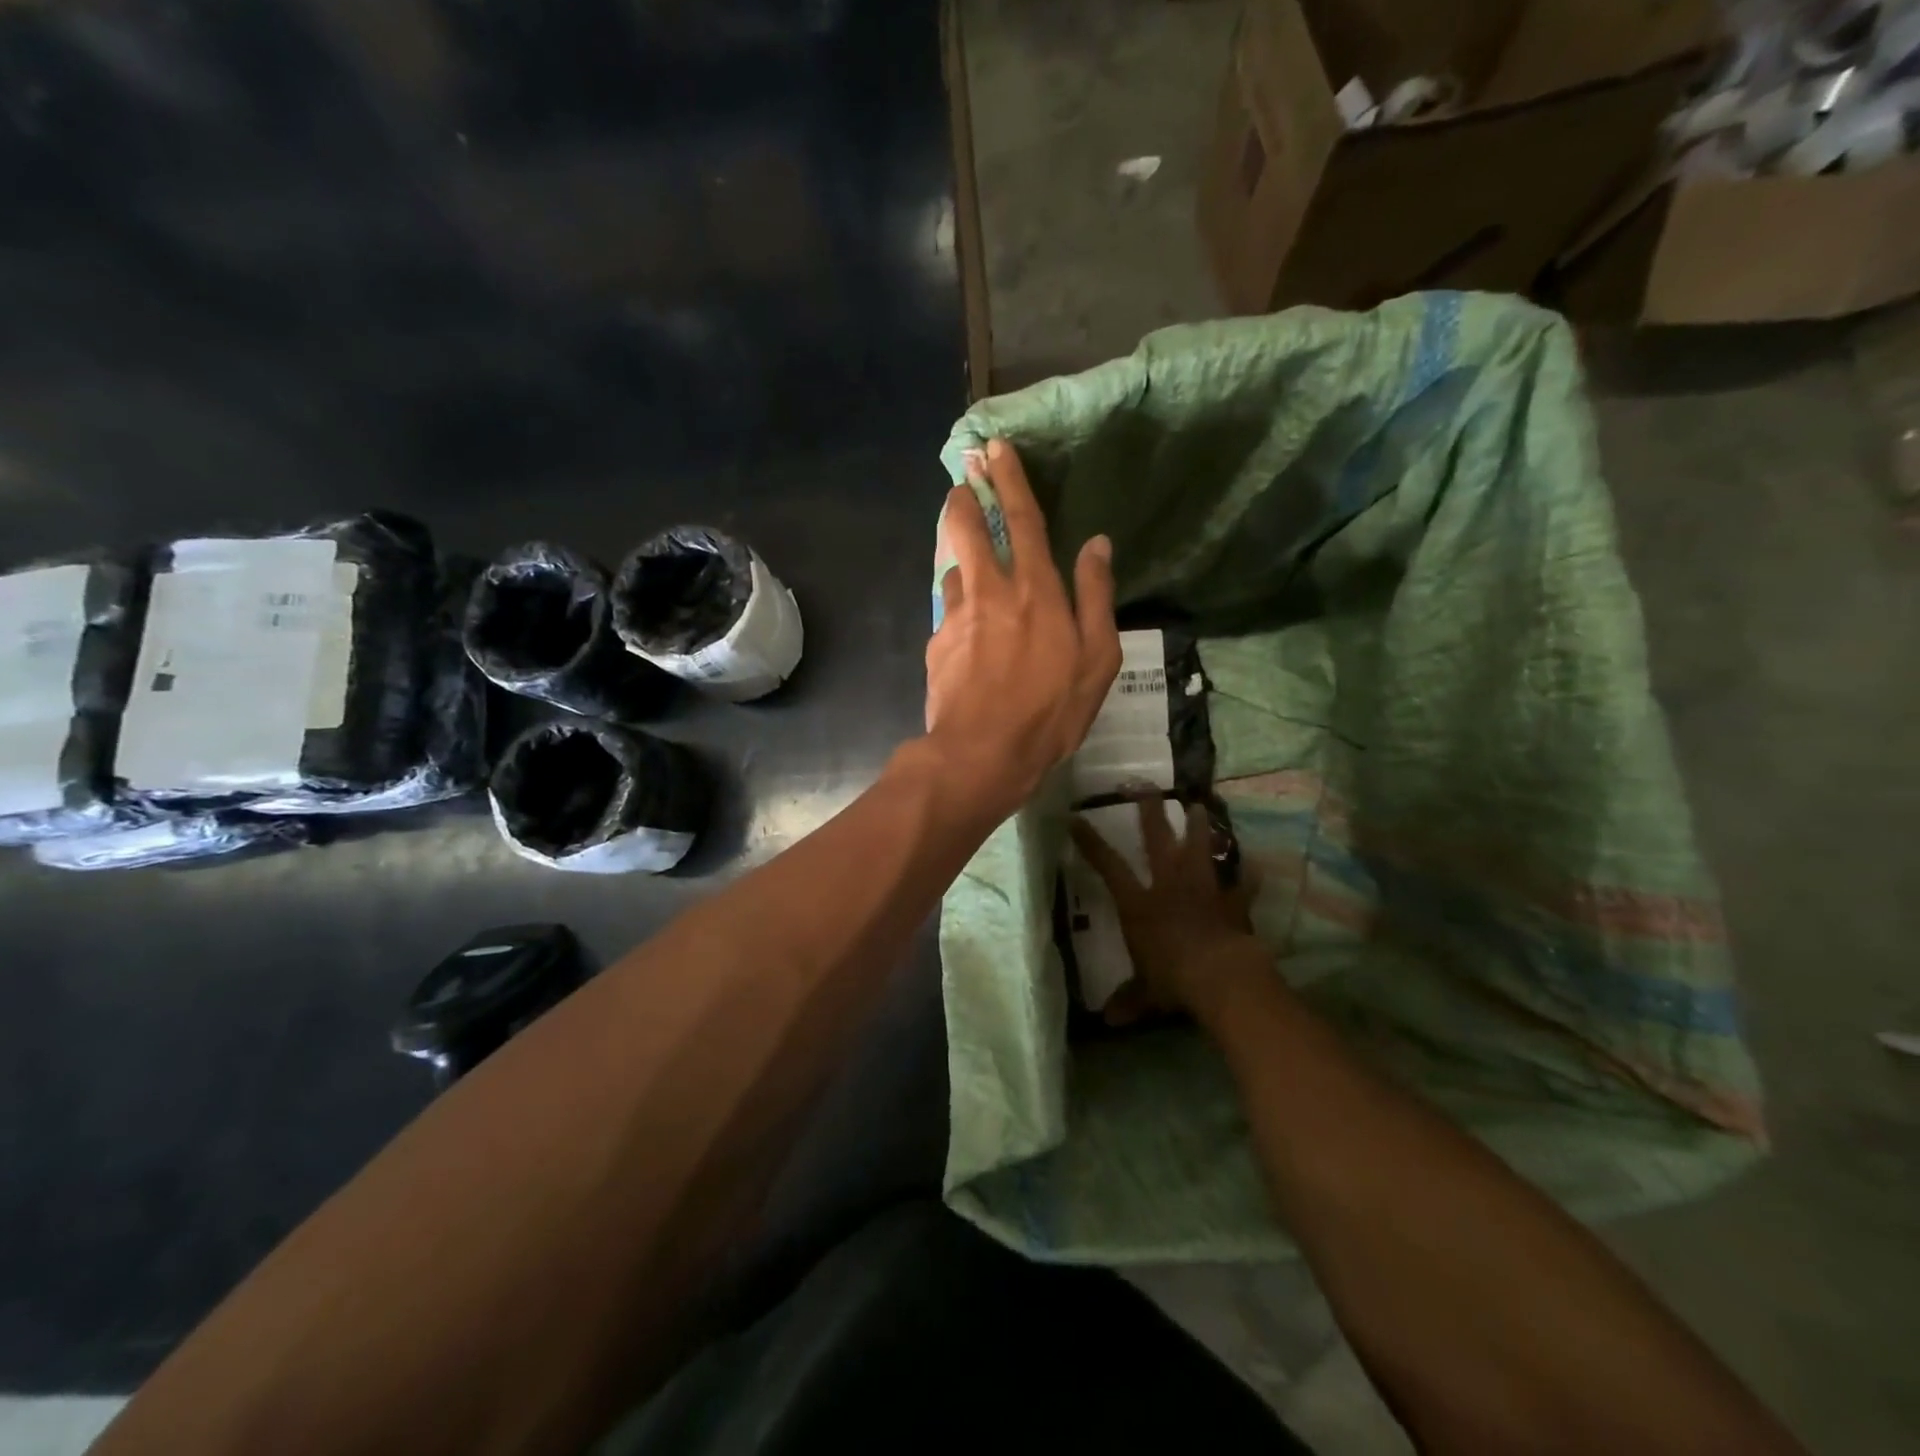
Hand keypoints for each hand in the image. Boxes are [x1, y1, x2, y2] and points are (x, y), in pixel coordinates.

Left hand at [926, 438, 1120, 815]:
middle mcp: (991, 591)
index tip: (995, 449)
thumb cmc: (1051, 710)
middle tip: (961, 478)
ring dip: (959, 553)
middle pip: (969, 530)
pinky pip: (949, 613)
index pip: (1023, 519)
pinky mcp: (936, 644)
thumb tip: (1097, 544)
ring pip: (954, 568)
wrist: (983, 753)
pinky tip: (966, 630)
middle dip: (964, 497)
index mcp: (1036, 590)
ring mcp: (957, 616)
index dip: (1009, 480)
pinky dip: (958, 608)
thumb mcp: (1097, 658)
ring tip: (967, 556)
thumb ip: (1096, 596)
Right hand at [1069, 798, 1268, 1026]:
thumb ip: (1128, 1000)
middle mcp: (1169, 886)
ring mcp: (1203, 889)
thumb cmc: (1173, 979)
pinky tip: (1257, 867)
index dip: (1091, 843)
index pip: (1109, 866)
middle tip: (1145, 786)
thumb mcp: (1145, 993)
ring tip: (1198, 806)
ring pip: (1199, 849)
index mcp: (1139, 904)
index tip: (1075, 818)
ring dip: (1199, 828)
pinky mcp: (1232, 902)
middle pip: (1157, 841)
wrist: (1221, 976)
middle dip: (1149, 813)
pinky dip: (1248, 877)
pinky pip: (1242, 886)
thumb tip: (1107, 1019)